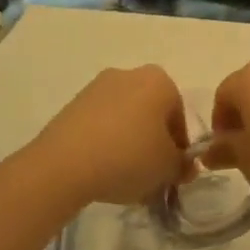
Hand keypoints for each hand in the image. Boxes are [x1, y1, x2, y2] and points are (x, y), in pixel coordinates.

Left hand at [20, 66, 190, 206]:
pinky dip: (105, 142)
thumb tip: (185, 166)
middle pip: (151, 113)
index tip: (171, 171)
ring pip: (125, 118)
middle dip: (153, 141)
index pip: (179, 117)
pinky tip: (100, 168)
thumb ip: (183, 166)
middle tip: (150, 174)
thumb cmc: (129, 157)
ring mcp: (97, 87)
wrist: (64, 164)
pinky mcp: (72, 104)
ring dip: (128, 142)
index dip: (179, 148)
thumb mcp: (168, 168)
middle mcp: (129, 74)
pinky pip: (100, 124)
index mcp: (160, 81)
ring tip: (122, 175)